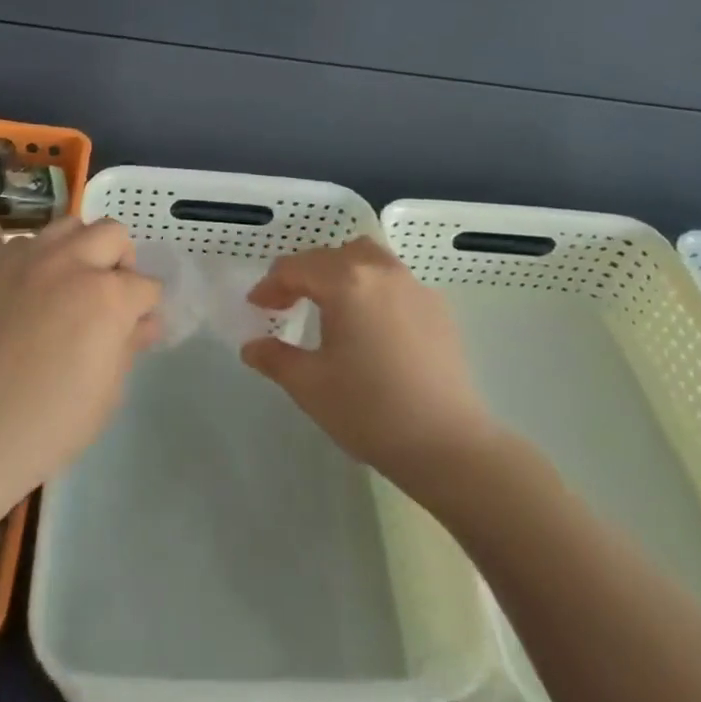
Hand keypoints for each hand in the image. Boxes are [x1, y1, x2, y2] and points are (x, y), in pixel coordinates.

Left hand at [0, 216, 160, 499]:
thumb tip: (144, 322)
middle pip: (113, 234)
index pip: (146, 285)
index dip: (146, 308)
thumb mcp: (108, 392)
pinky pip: (26, 244)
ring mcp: (27, 259)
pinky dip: (38, 259)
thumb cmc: (51, 423)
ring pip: (69, 226)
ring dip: (80, 249)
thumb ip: (129, 344)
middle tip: (108, 295)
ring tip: (69, 283)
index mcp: (107, 296)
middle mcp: (70, 263)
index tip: (137, 325)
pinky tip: (30, 292)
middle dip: (120, 262)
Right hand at [242, 238, 494, 492]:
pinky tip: (369, 323)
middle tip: (286, 304)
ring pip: (366, 258)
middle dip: (302, 275)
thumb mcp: (310, 385)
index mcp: (345, 282)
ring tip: (328, 303)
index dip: (270, 286)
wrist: (448, 445)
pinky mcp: (437, 306)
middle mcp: (380, 270)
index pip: (295, 268)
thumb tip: (252, 347)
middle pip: (330, 256)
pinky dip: (370, 286)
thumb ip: (274, 358)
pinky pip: (393, 279)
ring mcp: (413, 285)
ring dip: (339, 272)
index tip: (257, 307)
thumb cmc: (369, 411)